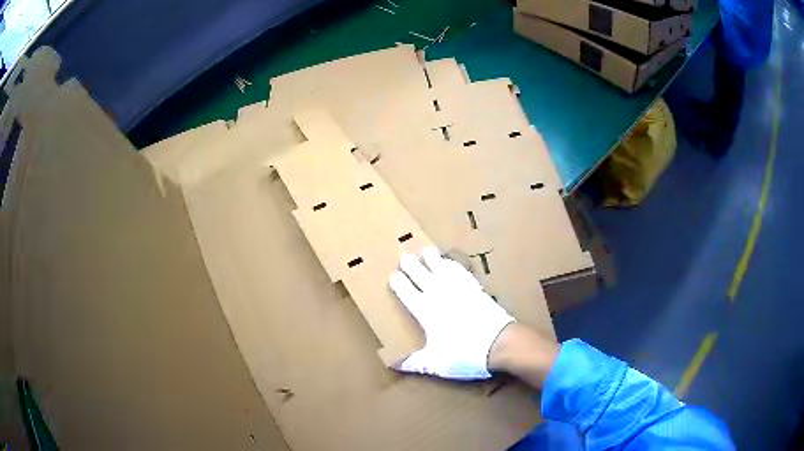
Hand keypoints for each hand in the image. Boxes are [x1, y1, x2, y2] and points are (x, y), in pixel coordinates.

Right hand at [389, 248, 515, 379]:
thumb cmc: (465, 354)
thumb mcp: (436, 363)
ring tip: (426, 251)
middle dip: (410, 264)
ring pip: (441, 266)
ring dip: (432, 258)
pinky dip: (453, 264)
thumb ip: (414, 363)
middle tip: (404, 257)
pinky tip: (452, 263)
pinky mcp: (475, 287)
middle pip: (420, 272)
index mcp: (425, 310)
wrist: (499, 342)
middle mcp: (439, 293)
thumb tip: (394, 364)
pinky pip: (460, 270)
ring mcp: (459, 287)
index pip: (406, 290)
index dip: (397, 281)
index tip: (393, 276)